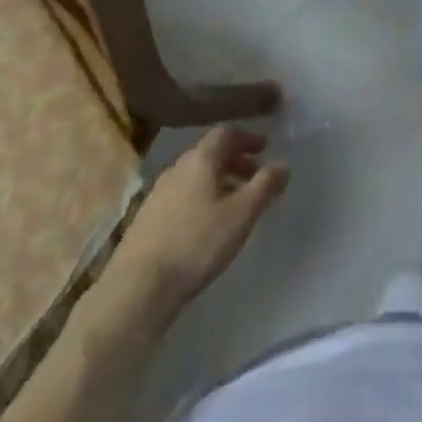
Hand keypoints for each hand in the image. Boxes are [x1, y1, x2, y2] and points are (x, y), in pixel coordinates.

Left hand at [109, 128, 290, 316]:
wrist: (138, 288)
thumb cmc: (197, 244)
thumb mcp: (241, 215)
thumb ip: (264, 186)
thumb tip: (284, 164)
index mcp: (200, 159)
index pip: (226, 134)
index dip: (247, 138)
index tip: (264, 148)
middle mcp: (178, 167)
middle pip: (210, 153)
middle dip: (234, 160)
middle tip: (254, 175)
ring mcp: (158, 192)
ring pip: (195, 175)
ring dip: (217, 180)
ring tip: (234, 202)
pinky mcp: (146, 218)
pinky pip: (181, 195)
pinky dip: (200, 197)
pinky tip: (205, 223)